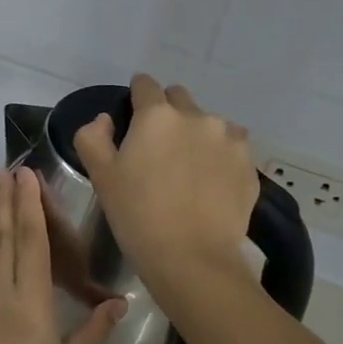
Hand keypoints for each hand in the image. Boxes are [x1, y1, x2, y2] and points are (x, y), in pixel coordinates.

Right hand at [72, 74, 257, 290]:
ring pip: (209, 124)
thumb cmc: (138, 216)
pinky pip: (232, 149)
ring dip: (197, 135)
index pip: (145, 85)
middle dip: (167, 113)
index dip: (136, 96)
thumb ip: (93, 137)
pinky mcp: (249, 165)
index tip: (132, 115)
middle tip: (158, 147)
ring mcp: (229, 139)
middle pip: (179, 99)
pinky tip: (211, 185)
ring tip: (189, 170)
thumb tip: (105, 120)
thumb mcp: (101, 177)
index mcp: (157, 115)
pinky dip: (220, 158)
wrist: (193, 259)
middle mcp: (197, 117)